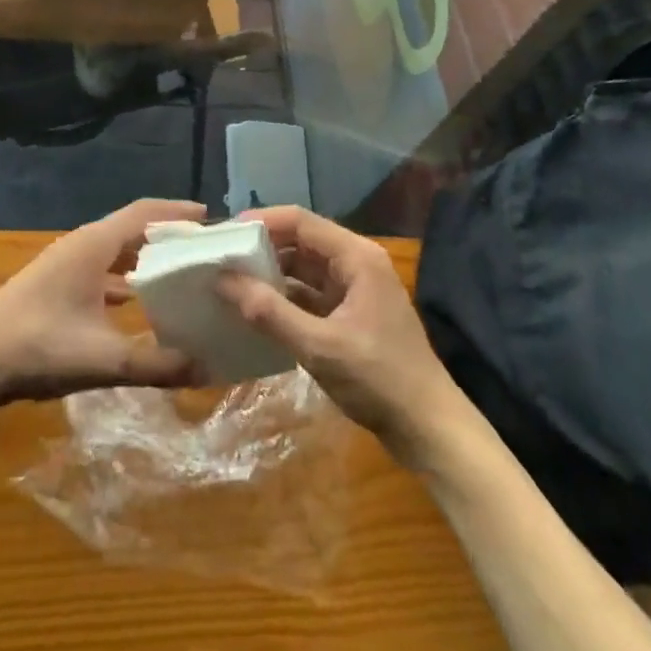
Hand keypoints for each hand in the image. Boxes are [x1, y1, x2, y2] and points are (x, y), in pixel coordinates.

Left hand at [0, 199, 207, 406]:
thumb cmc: (38, 347)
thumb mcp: (103, 359)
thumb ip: (155, 364)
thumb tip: (206, 368)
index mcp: (93, 246)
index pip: (143, 213)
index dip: (176, 212)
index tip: (210, 218)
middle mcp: (80, 246)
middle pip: (130, 228)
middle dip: (166, 234)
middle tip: (202, 248)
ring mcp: (63, 264)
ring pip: (113, 250)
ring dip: (143, 256)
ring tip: (177, 272)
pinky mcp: (53, 285)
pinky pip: (99, 270)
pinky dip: (123, 277)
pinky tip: (134, 302)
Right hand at [216, 206, 458, 461]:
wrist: (429, 429)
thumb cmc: (379, 379)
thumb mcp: (319, 347)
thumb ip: (270, 312)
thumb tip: (224, 281)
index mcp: (356, 257)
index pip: (301, 221)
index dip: (262, 221)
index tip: (224, 233)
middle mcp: (356, 263)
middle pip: (302, 241)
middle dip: (262, 247)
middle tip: (221, 257)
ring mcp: (355, 289)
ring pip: (304, 268)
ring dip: (271, 273)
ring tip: (230, 280)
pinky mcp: (351, 314)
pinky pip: (311, 293)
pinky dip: (285, 297)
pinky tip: (256, 309)